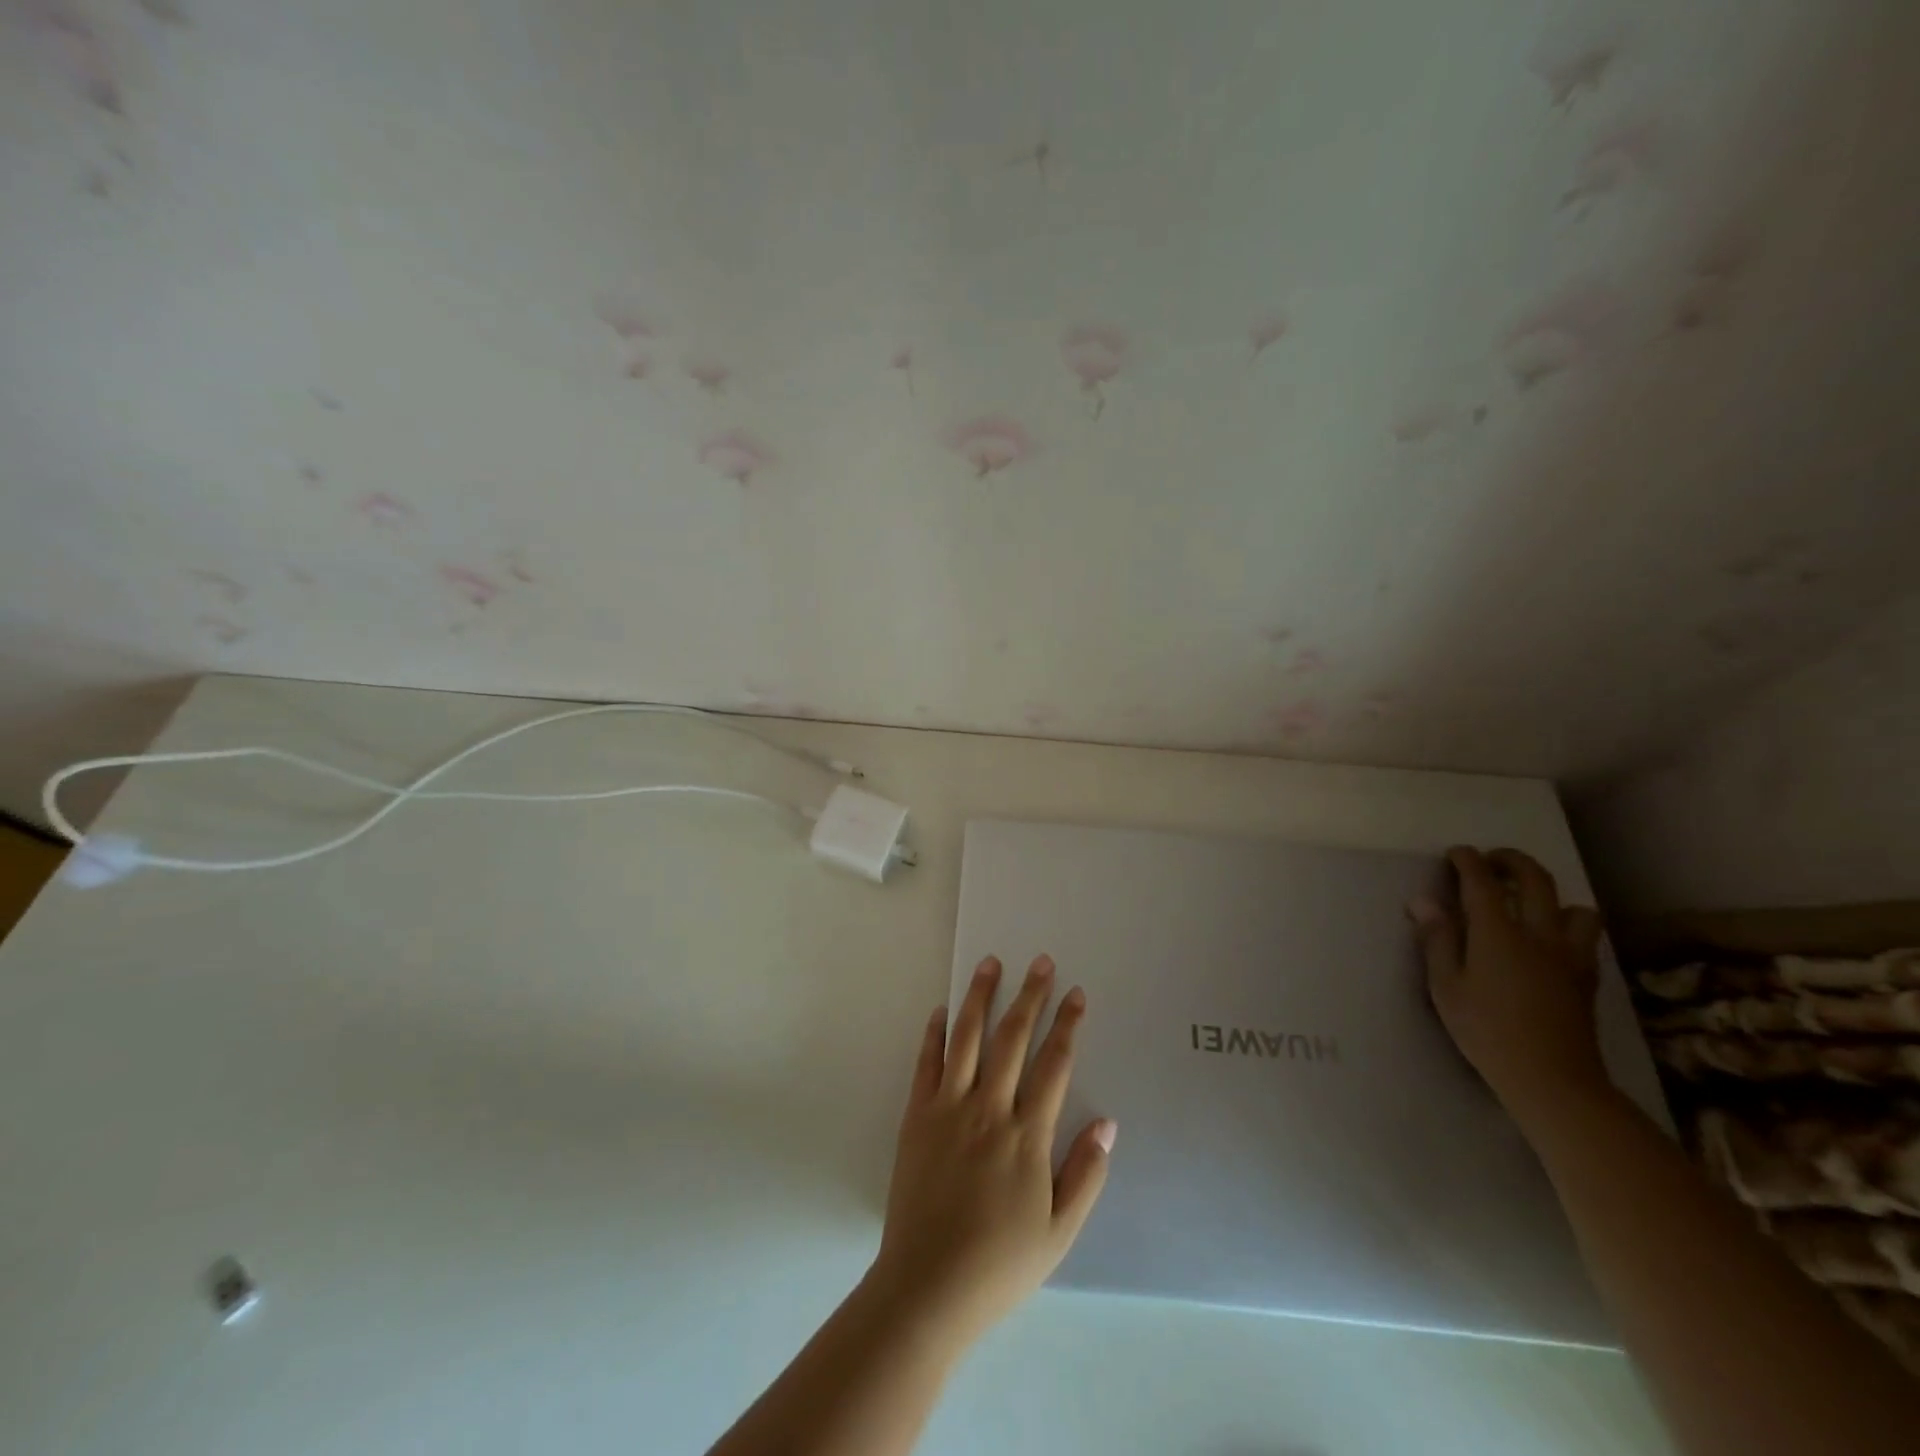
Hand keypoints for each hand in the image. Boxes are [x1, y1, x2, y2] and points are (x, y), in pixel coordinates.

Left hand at [867, 954, 1115, 1350]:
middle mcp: (988, 1109)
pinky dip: (935, 1033)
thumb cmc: (999, 1263)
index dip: (1066, 1026)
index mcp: (1026, 1135)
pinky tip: (942, 1010)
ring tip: (989, 963)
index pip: (1053, 1065)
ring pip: (966, 1038)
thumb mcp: (1059, 1232)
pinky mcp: (916, 1116)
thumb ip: (1085, 1174)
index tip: (1075, 994)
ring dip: (980, 997)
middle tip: (1041, 961)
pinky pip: (927, 1063)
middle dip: (1030, 996)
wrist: (927, 1286)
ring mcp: (948, 1108)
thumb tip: (1107, 1123)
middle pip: (1012, 1039)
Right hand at [1410, 847, 1611, 1124]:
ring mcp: (1570, 956)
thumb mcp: (1446, 987)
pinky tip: (1550, 940)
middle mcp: (1539, 934)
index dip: (1468, 861)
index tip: (1455, 853)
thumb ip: (1437, 939)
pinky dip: (1568, 925)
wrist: (1553, 1081)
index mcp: (1498, 933)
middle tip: (1491, 861)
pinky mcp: (1586, 978)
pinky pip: (1586, 936)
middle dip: (1511, 862)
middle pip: (1535, 880)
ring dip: (1552, 897)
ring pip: (1576, 908)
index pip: (1482, 882)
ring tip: (1531, 905)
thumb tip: (1423, 900)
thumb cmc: (1486, 1031)